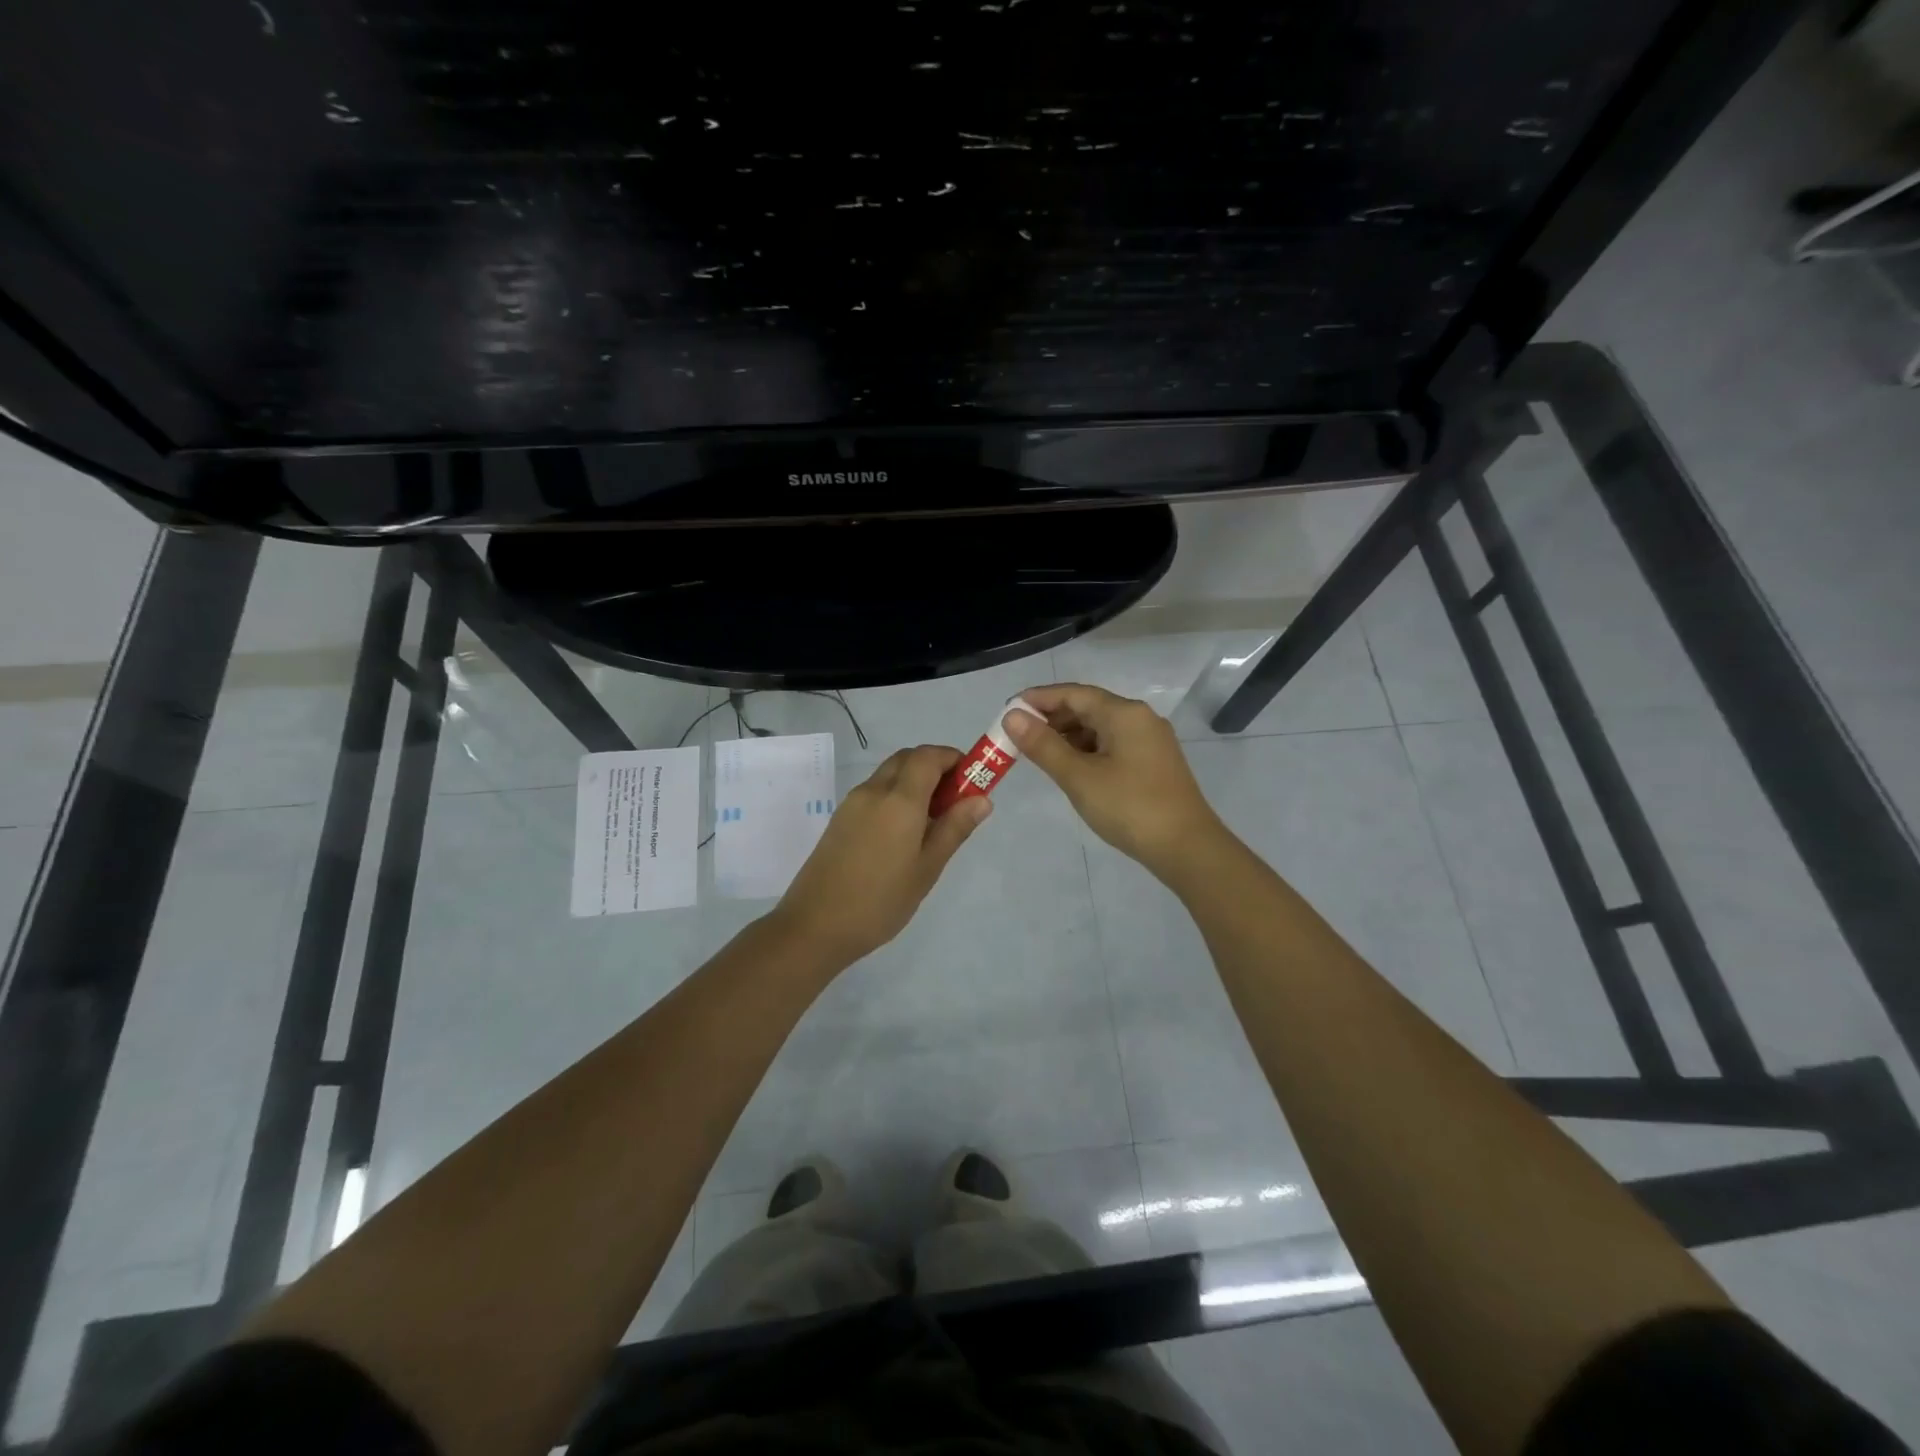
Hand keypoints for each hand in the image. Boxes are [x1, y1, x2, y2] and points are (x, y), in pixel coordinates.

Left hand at [769, 745, 990, 965]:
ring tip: (933, 821)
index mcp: (899, 800)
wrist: (815, 926)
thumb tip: (982, 799)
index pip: (928, 756)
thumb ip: (954, 829)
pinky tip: (904, 833)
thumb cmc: (880, 901)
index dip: (954, 758)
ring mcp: (852, 803)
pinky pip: (874, 793)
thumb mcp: (927, 869)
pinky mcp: (840, 819)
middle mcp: (874, 791)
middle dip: (935, 767)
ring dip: (915, 781)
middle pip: (907, 759)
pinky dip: (896, 796)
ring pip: (889, 775)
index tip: (973, 779)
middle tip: (955, 800)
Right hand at [1005, 684, 1224, 877]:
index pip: (1074, 693)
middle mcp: (1140, 718)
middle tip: (1018, 736)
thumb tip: (1012, 716)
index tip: (1008, 710)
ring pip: (1101, 727)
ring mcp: (1150, 741)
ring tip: (1039, 753)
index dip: (1039, 699)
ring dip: (1068, 736)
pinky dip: (1087, 750)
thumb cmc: (1129, 807)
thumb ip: (1043, 745)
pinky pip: (1113, 744)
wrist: (1187, 848)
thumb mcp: (1079, 777)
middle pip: (1088, 707)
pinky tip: (1071, 768)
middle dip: (1052, 718)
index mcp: (1124, 713)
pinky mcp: (1153, 763)